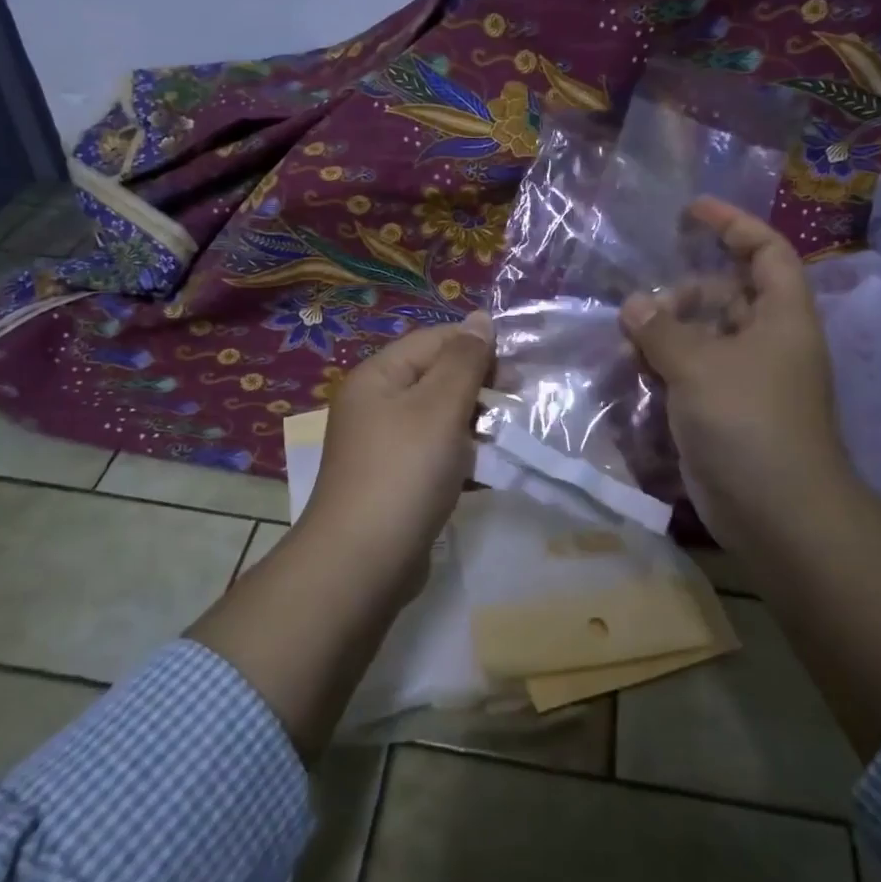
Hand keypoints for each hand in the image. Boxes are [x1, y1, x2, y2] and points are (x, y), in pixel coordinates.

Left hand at [304, 311, 494, 559]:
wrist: (361, 564)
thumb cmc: (404, 472)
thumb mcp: (440, 407)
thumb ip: (465, 360)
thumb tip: (481, 317)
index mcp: (378, 376)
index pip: (434, 340)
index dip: (477, 347)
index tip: (518, 372)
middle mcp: (375, 404)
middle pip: (436, 378)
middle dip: (479, 388)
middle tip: (518, 405)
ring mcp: (384, 445)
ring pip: (440, 419)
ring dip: (475, 425)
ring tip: (508, 440)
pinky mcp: (395, 481)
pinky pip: (435, 455)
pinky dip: (462, 458)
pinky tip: (487, 471)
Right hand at [619, 197, 849, 546]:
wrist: (777, 510)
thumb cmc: (747, 421)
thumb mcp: (699, 365)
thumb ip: (662, 330)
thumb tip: (634, 305)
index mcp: (781, 316)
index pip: (765, 250)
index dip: (732, 223)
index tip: (691, 211)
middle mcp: (770, 341)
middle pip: (727, 295)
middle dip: (683, 294)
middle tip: (640, 306)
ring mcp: (750, 378)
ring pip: (706, 337)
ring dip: (668, 334)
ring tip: (627, 341)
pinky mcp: (729, 411)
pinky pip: (695, 373)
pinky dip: (668, 367)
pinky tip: (636, 372)